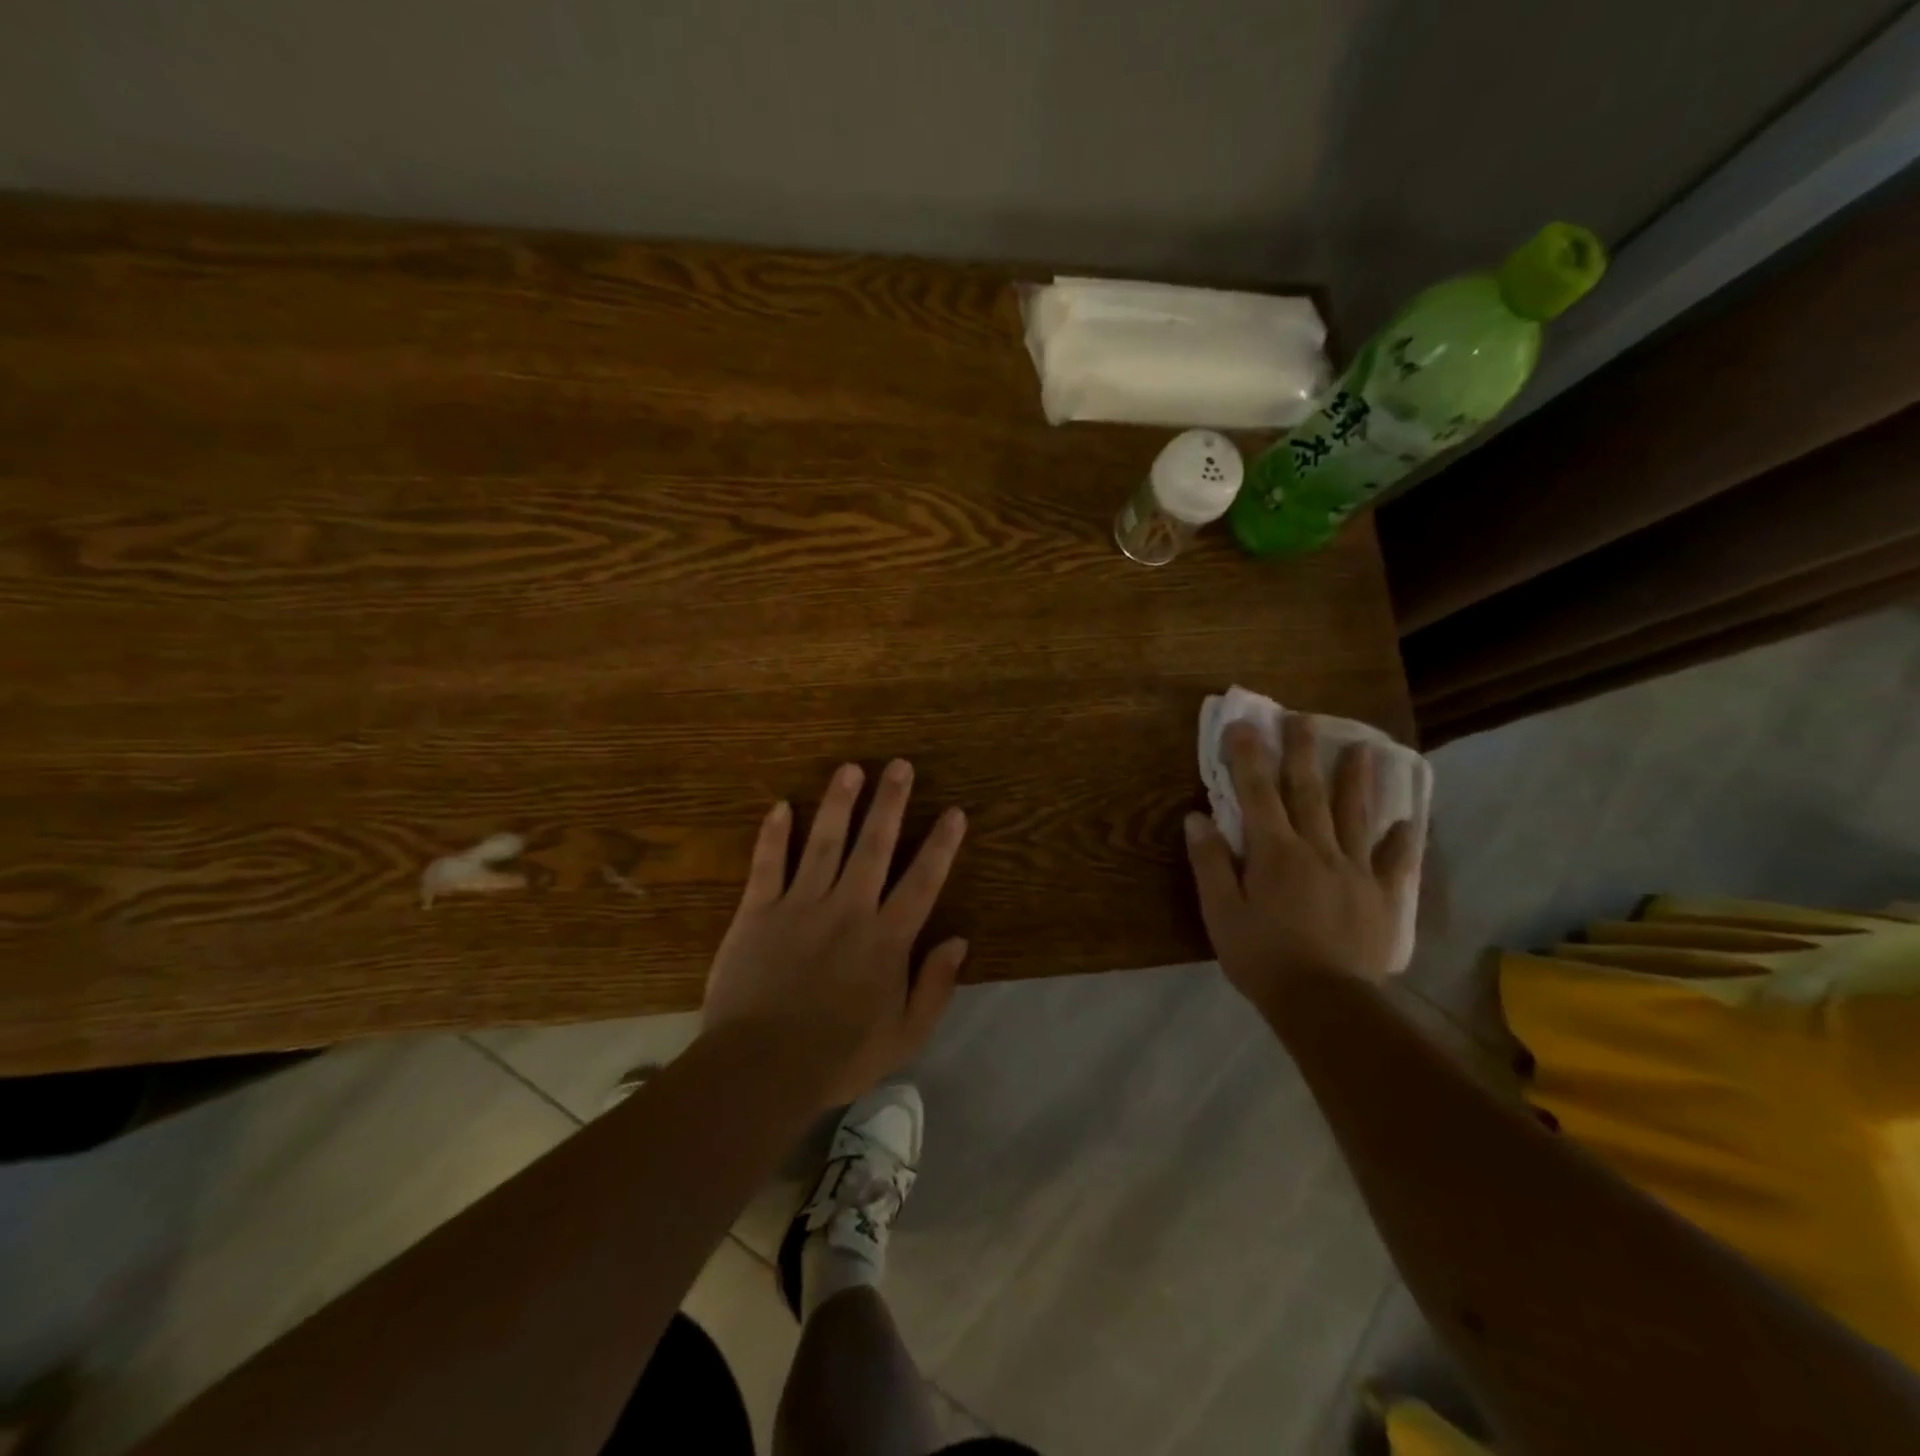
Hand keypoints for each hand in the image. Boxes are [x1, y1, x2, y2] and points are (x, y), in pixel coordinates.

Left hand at [703, 759, 968, 1109]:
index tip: (954, 812)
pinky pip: (767, 865)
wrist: (760, 1069)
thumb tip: (959, 940)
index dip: (941, 845)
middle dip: (890, 803)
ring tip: (849, 769)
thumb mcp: (905, 1035)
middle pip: (874, 846)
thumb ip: (935, 986)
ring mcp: (800, 905)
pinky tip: (780, 806)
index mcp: (886, 938)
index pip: (922, 881)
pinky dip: (773, 835)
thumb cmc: (839, 1057)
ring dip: (838, 804)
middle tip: (900, 765)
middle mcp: (848, 909)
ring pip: (823, 843)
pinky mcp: (757, 912)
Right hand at [1184, 715, 1416, 1016]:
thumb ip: (1210, 863)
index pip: (1257, 793)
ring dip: (1356, 780)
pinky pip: (1393, 862)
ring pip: (1354, 816)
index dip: (1249, 757)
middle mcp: (1317, 849)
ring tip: (1363, 748)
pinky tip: (1409, 821)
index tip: (1244, 724)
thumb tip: (1196, 818)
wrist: (1325, 1004)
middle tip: (1303, 718)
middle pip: (1307, 792)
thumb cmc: (1262, 958)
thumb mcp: (1221, 913)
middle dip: (1302, 752)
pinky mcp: (1380, 897)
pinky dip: (1401, 840)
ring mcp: (1354, 871)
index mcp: (1274, 852)